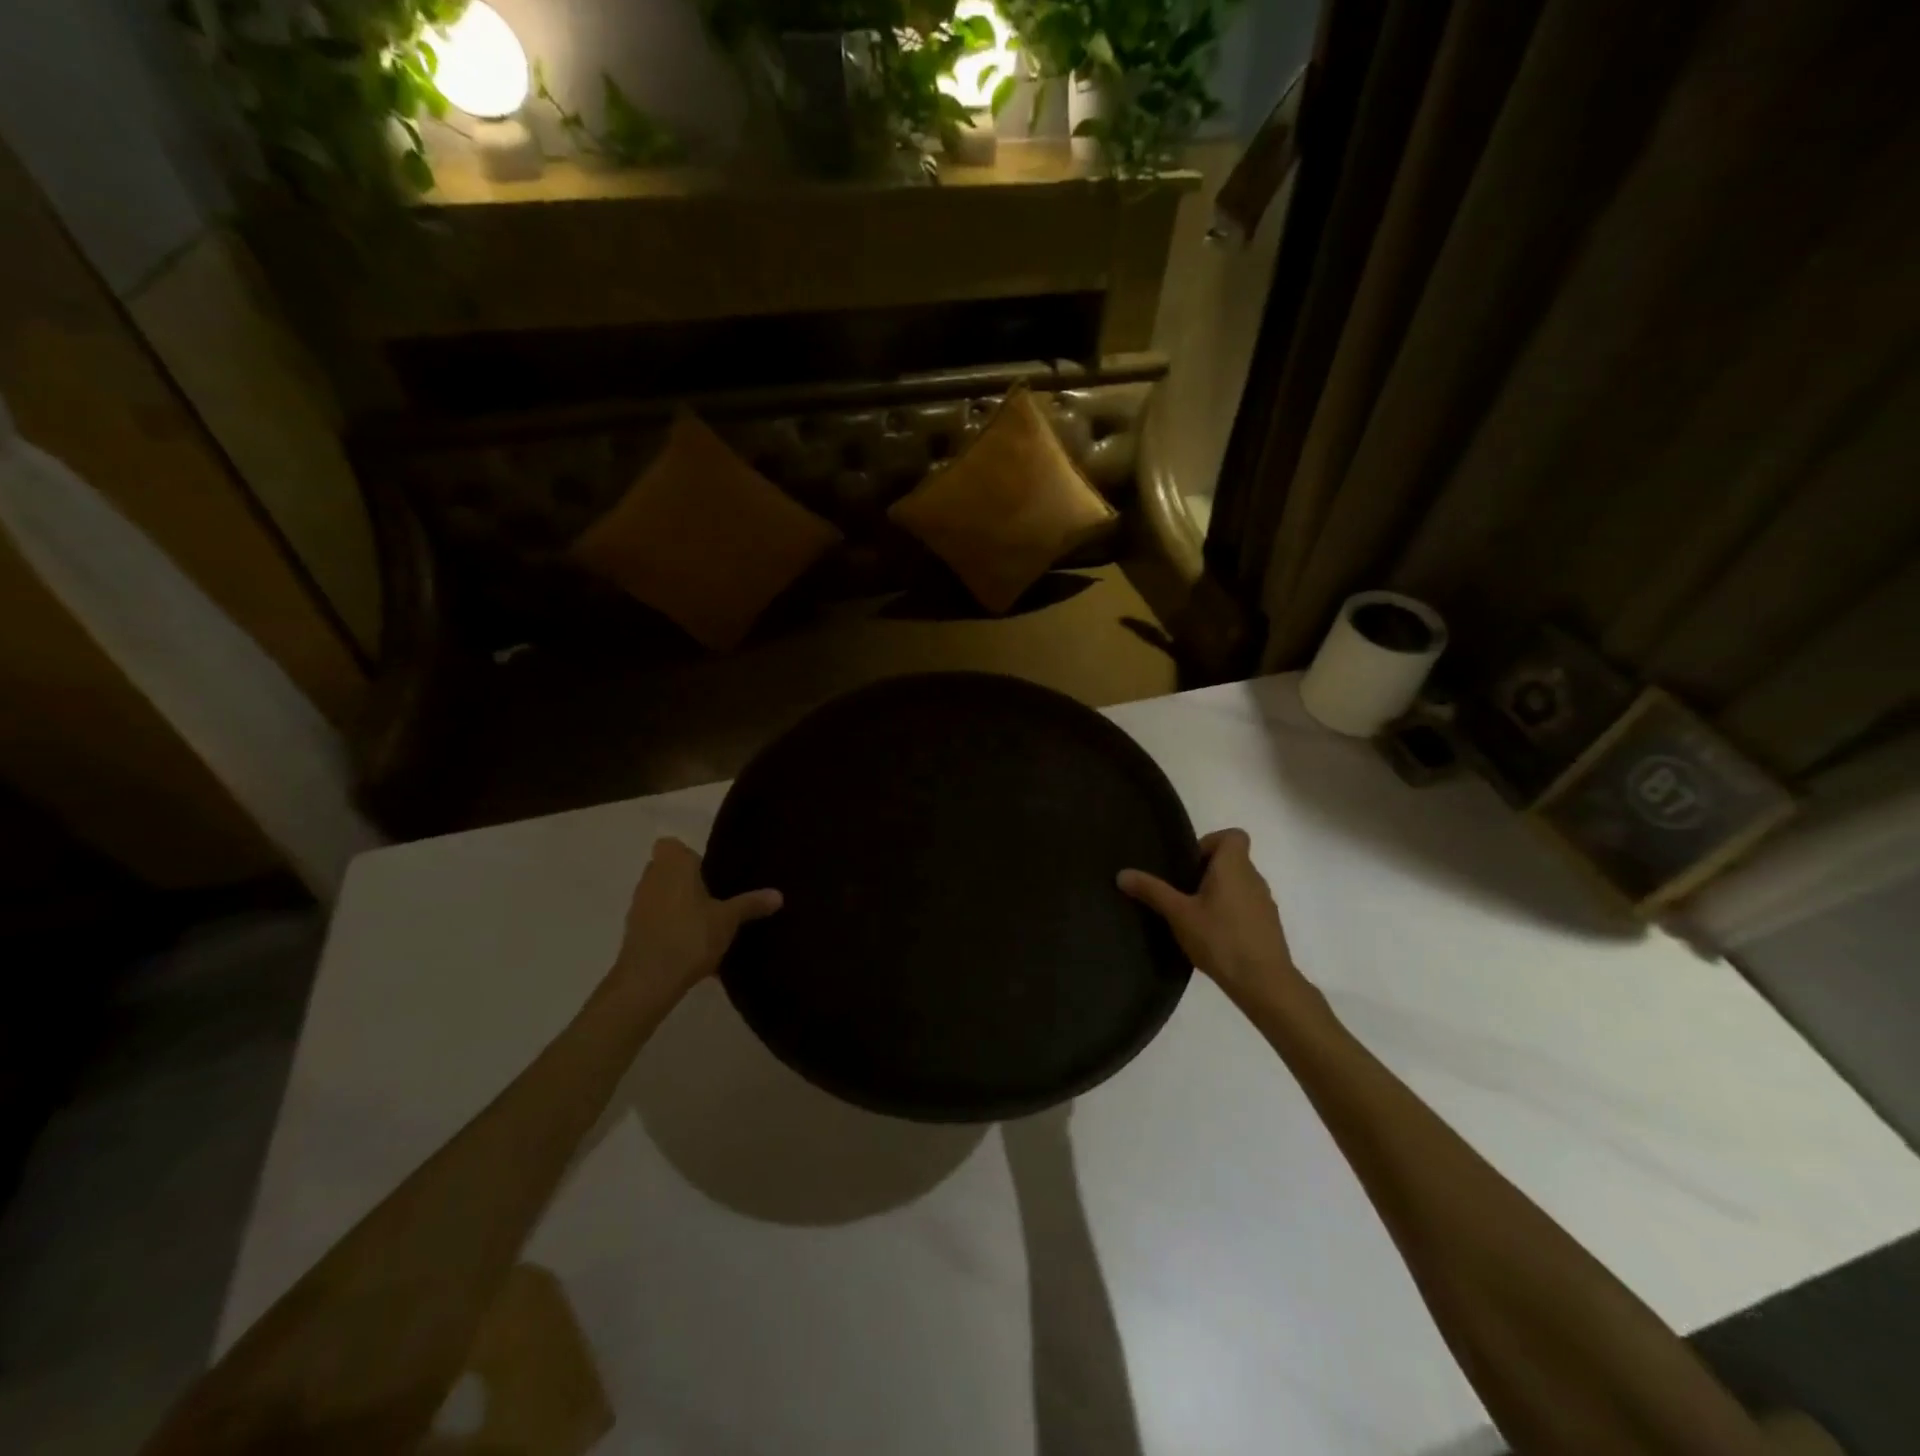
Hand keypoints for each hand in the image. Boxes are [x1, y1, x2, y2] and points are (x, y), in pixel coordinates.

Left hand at [609, 837, 781, 1002]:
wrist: (648, 980)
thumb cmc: (691, 936)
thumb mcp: (729, 919)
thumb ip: (751, 903)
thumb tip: (778, 895)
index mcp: (674, 866)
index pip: (671, 845)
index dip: (687, 855)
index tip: (708, 871)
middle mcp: (651, 879)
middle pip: (666, 870)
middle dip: (687, 881)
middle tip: (715, 895)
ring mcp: (639, 906)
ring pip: (660, 896)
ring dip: (678, 905)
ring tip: (706, 923)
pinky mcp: (633, 932)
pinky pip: (656, 920)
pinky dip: (671, 928)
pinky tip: (693, 947)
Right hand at [1118, 829, 1311, 1011]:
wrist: (1264, 983)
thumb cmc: (1220, 939)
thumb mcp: (1178, 914)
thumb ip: (1151, 891)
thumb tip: (1122, 874)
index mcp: (1234, 866)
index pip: (1234, 835)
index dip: (1211, 842)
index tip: (1190, 865)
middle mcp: (1254, 878)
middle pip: (1232, 860)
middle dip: (1206, 872)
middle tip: (1182, 893)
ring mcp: (1264, 903)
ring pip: (1238, 885)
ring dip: (1217, 893)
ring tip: (1194, 917)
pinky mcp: (1268, 926)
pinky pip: (1246, 906)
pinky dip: (1230, 913)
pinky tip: (1212, 937)